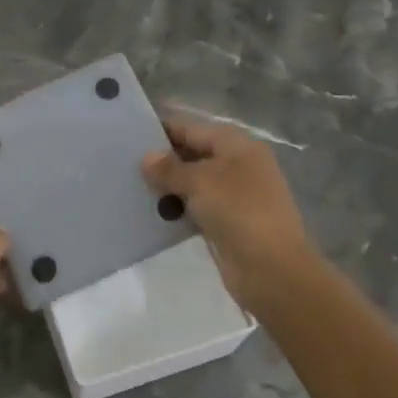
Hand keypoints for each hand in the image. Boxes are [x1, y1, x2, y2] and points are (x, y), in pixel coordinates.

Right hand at [142, 116, 322, 313]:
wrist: (272, 269)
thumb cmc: (238, 212)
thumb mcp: (199, 182)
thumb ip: (169, 168)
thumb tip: (147, 158)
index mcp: (236, 144)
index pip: (190, 127)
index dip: (161, 130)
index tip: (127, 135)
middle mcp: (238, 164)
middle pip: (192, 153)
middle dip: (162, 160)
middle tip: (125, 165)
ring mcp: (236, 194)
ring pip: (193, 182)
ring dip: (168, 186)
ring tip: (133, 188)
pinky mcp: (229, 221)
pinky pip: (197, 206)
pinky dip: (178, 208)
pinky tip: (153, 214)